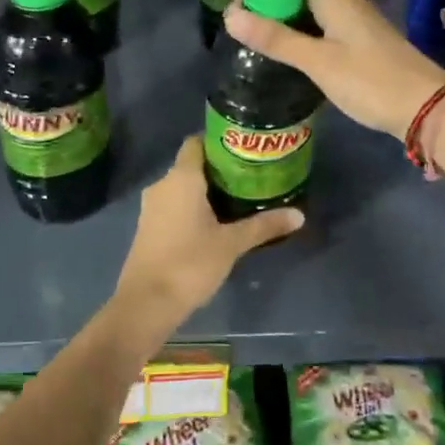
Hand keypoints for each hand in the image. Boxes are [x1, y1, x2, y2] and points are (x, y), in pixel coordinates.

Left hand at [111, 137, 302, 332]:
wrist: (146, 302)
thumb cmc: (190, 263)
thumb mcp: (232, 244)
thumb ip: (264, 226)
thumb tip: (299, 215)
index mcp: (181, 178)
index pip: (197, 142)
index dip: (219, 141)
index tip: (244, 149)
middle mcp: (163, 185)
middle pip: (192, 165)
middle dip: (219, 170)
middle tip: (251, 176)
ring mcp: (152, 207)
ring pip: (182, 188)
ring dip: (206, 191)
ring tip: (239, 199)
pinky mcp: (149, 227)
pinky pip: (174, 205)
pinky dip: (193, 208)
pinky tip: (215, 223)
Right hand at [223, 0, 444, 138]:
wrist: (425, 107)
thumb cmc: (369, 80)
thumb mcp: (317, 61)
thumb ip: (275, 39)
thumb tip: (230, 16)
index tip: (235, 11)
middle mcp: (345, 1)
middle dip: (268, 7)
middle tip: (240, 32)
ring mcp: (355, 23)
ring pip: (310, 14)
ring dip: (284, 25)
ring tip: (255, 45)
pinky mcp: (361, 44)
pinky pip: (323, 30)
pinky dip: (302, 38)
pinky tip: (289, 58)